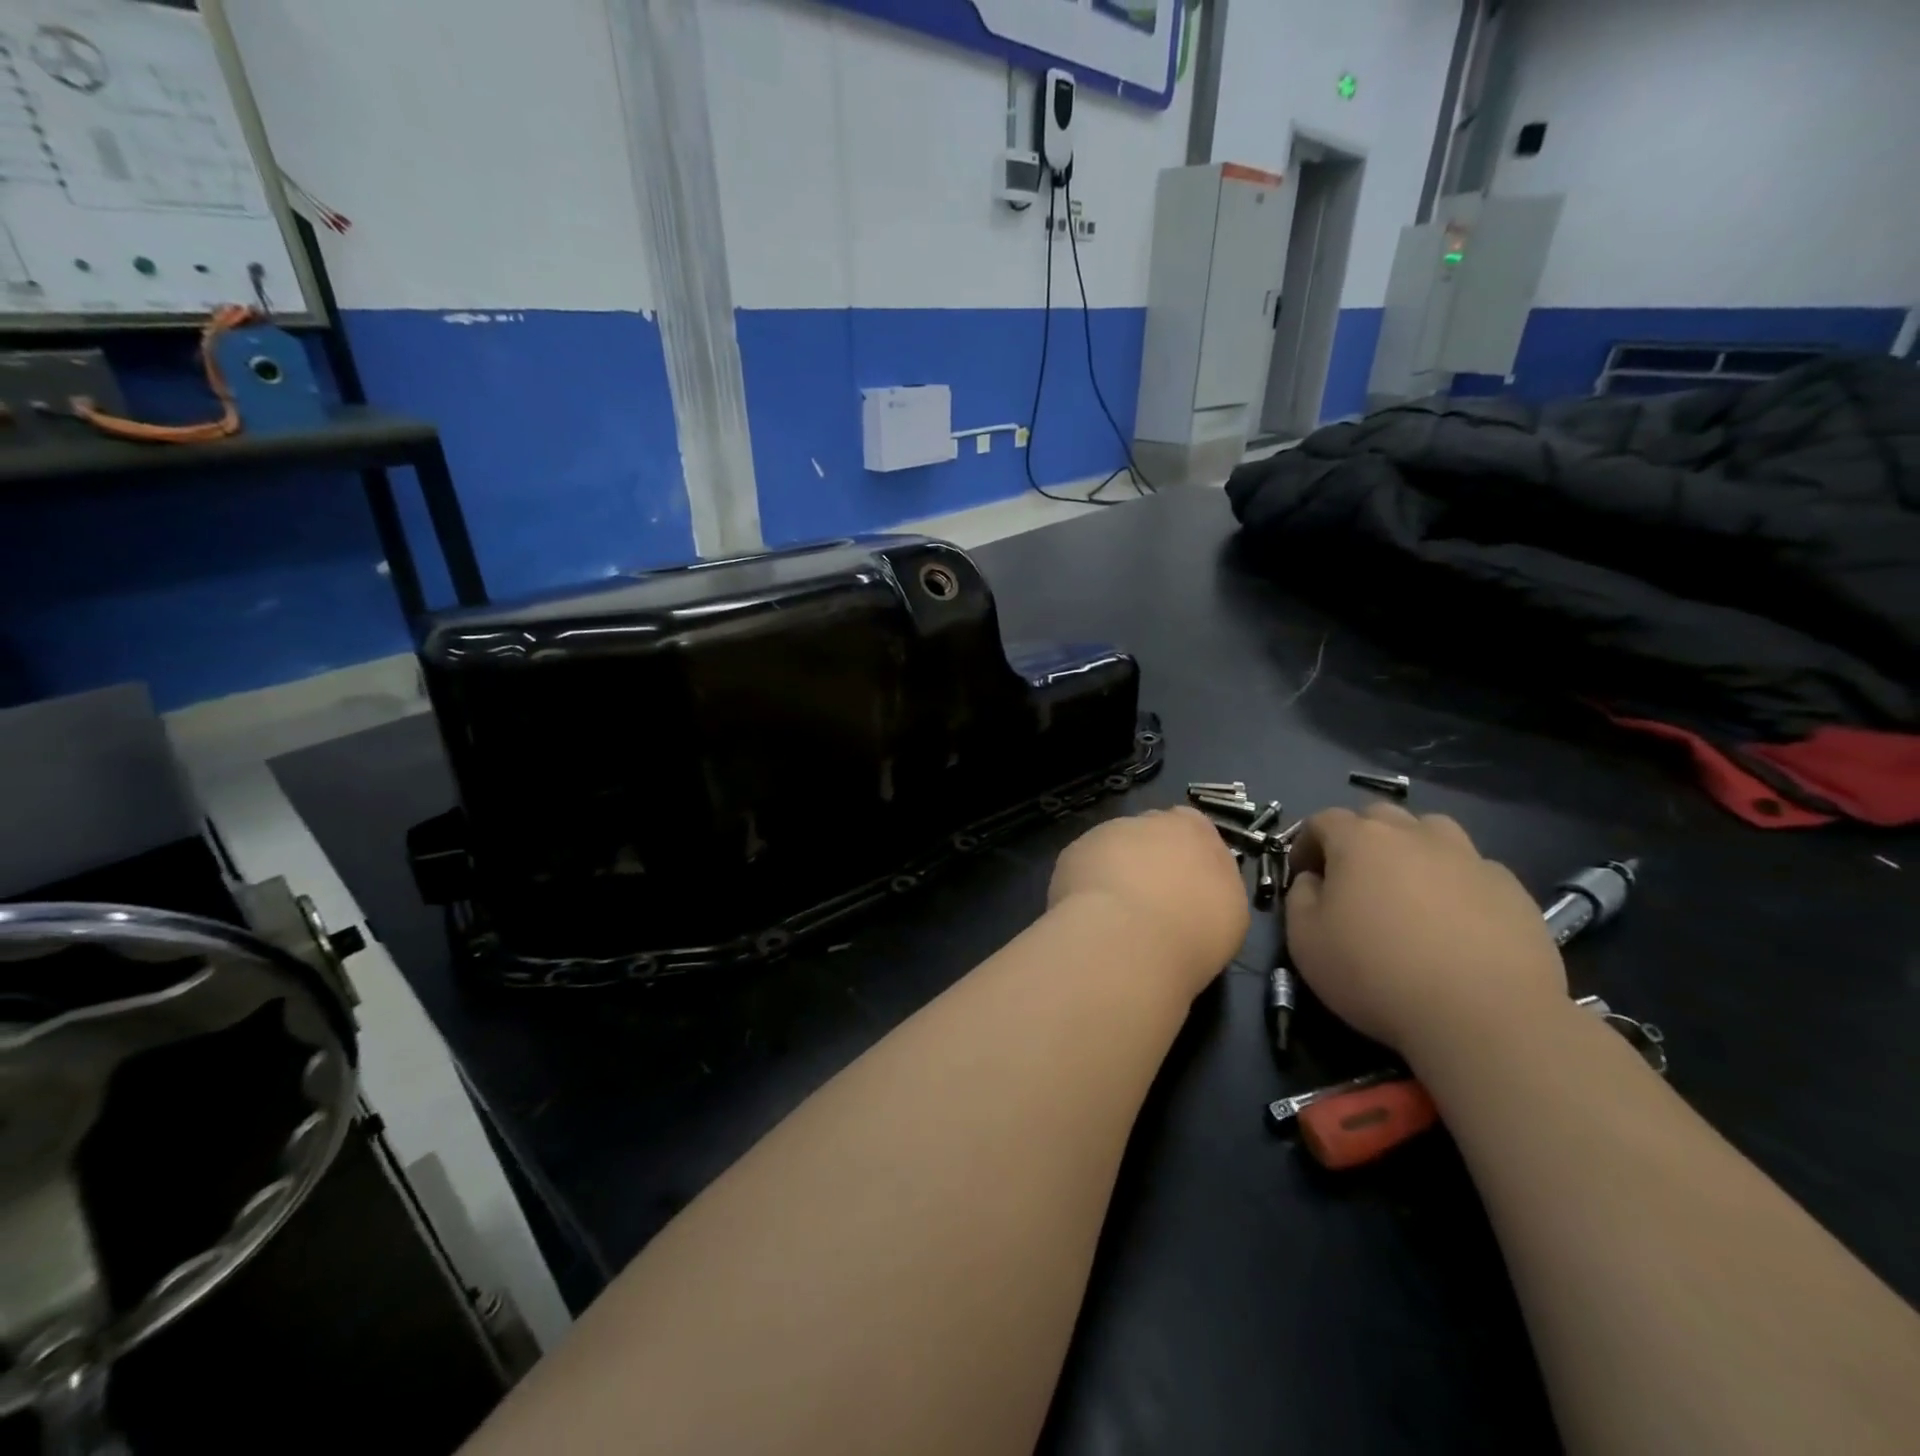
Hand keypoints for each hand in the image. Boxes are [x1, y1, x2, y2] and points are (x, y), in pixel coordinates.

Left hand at [1049, 807, 1248, 996]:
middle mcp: (1148, 821)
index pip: (1191, 827)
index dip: (1185, 855)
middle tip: (1151, 903)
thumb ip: (1213, 884)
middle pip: (1149, 835)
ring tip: (1117, 915)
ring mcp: (1105, 833)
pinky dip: (1087, 886)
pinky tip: (1092, 915)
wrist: (1129, 938)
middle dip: (1148, 861)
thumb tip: (1197, 884)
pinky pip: (1084, 867)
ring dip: (1114, 872)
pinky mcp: (1073, 853)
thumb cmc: (1194, 928)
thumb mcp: (1230, 910)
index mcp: (1193, 829)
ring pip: (1112, 848)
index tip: (1185, 886)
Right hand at [1284, 804, 1565, 1056]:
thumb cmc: (1377, 973)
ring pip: (1433, 832)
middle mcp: (1415, 836)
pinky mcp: (1513, 891)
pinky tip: (1456, 923)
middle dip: (1360, 838)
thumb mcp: (1305, 940)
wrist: (1485, 1017)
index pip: (1323, 820)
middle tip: (1355, 880)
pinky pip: (1474, 870)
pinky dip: (1456, 883)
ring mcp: (1470, 859)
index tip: (1303, 875)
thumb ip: (1299, 897)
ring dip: (1413, 849)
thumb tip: (1314, 881)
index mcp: (1360, 841)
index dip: (1306, 843)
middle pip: (1380, 816)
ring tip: (1409, 890)